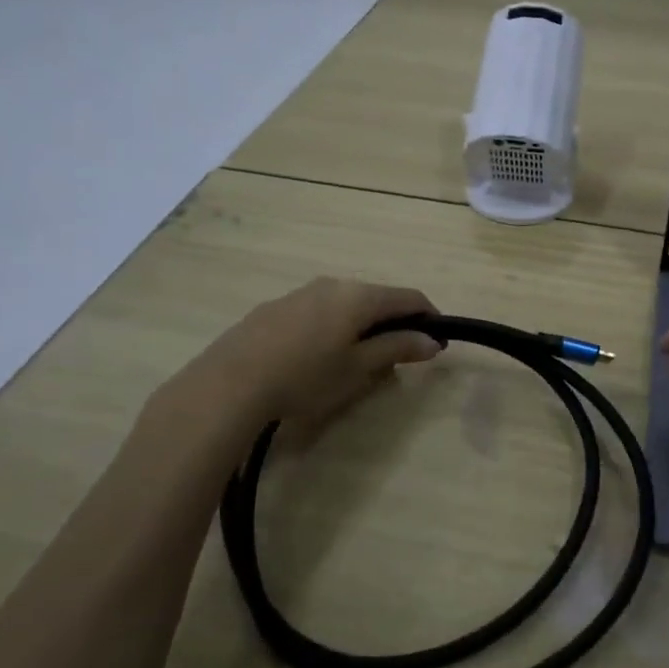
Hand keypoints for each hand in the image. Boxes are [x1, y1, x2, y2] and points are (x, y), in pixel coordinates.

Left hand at [139, 278, 441, 461]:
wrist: (230, 383)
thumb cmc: (306, 376)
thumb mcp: (358, 368)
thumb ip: (397, 349)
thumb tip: (432, 341)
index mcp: (359, 296)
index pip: (408, 296)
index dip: (429, 315)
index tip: (438, 340)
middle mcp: (332, 284)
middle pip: (376, 298)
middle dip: (394, 322)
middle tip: (400, 355)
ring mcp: (300, 293)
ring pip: (345, 304)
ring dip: (362, 325)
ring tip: (359, 359)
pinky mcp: (275, 308)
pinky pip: (318, 311)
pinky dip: (333, 327)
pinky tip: (319, 356)